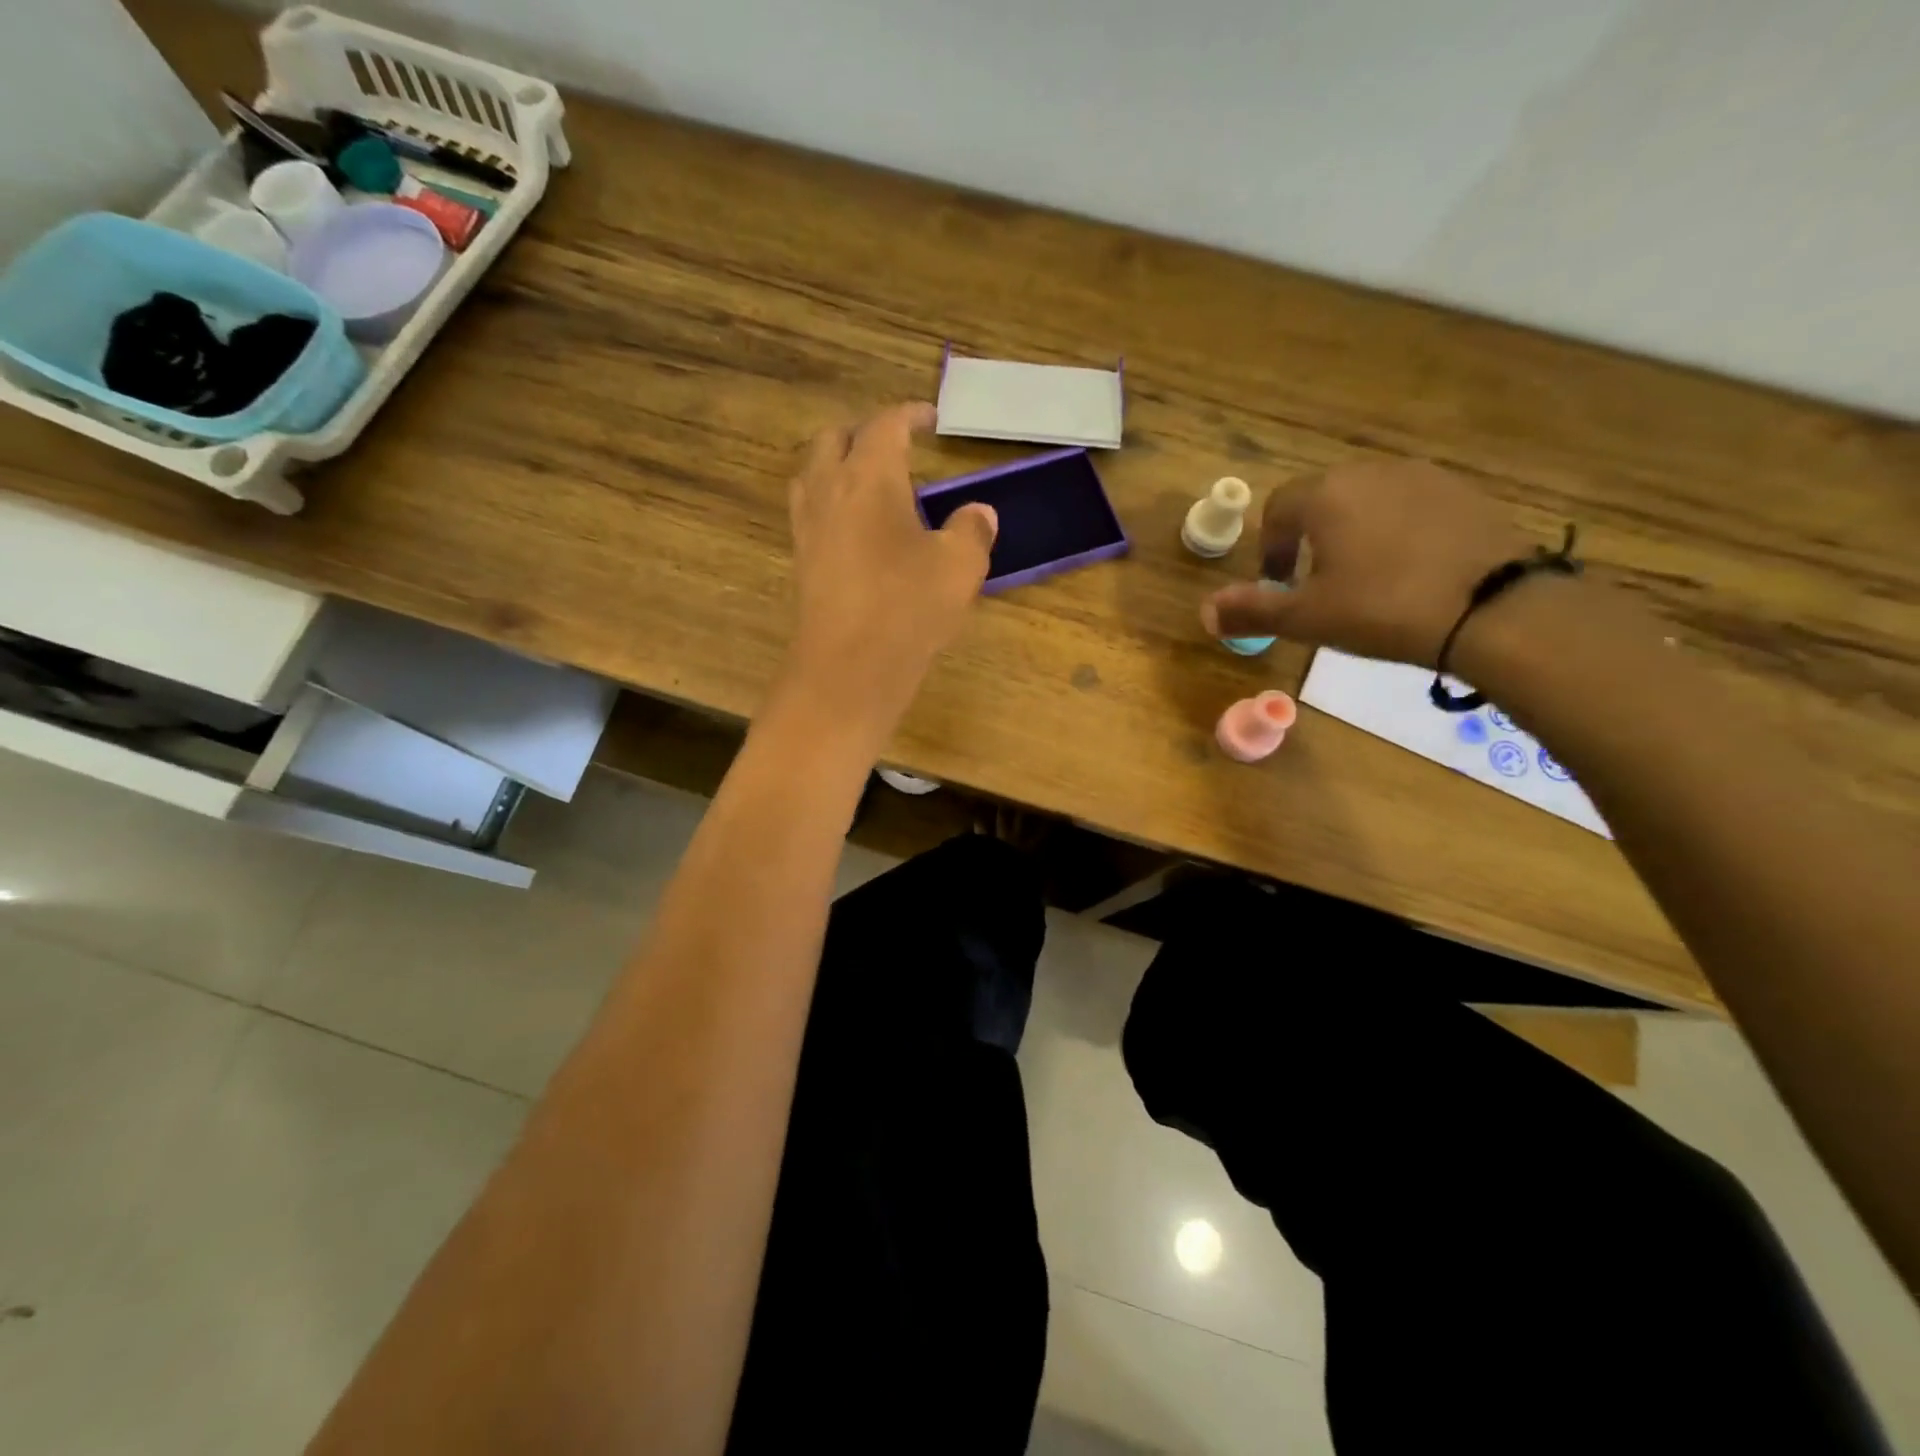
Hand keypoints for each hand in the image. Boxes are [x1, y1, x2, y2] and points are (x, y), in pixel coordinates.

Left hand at [783, 402, 997, 730]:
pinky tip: (856, 528)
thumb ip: (972, 531)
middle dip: (864, 433)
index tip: (930, 418)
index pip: (885, 425)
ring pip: (813, 473)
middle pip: (834, 438)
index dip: (909, 415)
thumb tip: (979, 514)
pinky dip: (831, 501)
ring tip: (871, 483)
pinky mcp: (801, 560)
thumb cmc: (908, 607)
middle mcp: (829, 490)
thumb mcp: (959, 566)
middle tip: (896, 447)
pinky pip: (811, 510)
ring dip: (839, 464)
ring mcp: (807, 526)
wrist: (848, 668)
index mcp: (869, 477)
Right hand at [1201, 460, 1534, 665]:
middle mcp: (1370, 472)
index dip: (1270, 547)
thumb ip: (1252, 611)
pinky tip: (1411, 570)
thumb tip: (1205, 612)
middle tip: (1317, 583)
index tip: (1278, 584)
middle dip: (1310, 537)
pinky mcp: (1465, 493)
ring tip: (1365, 578)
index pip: (1278, 509)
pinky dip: (1398, 531)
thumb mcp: (1308, 618)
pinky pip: (1412, 506)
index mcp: (1325, 496)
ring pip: (1369, 500)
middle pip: (1323, 499)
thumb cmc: (1382, 609)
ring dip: (1354, 531)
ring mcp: (1423, 477)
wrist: (1493, 608)